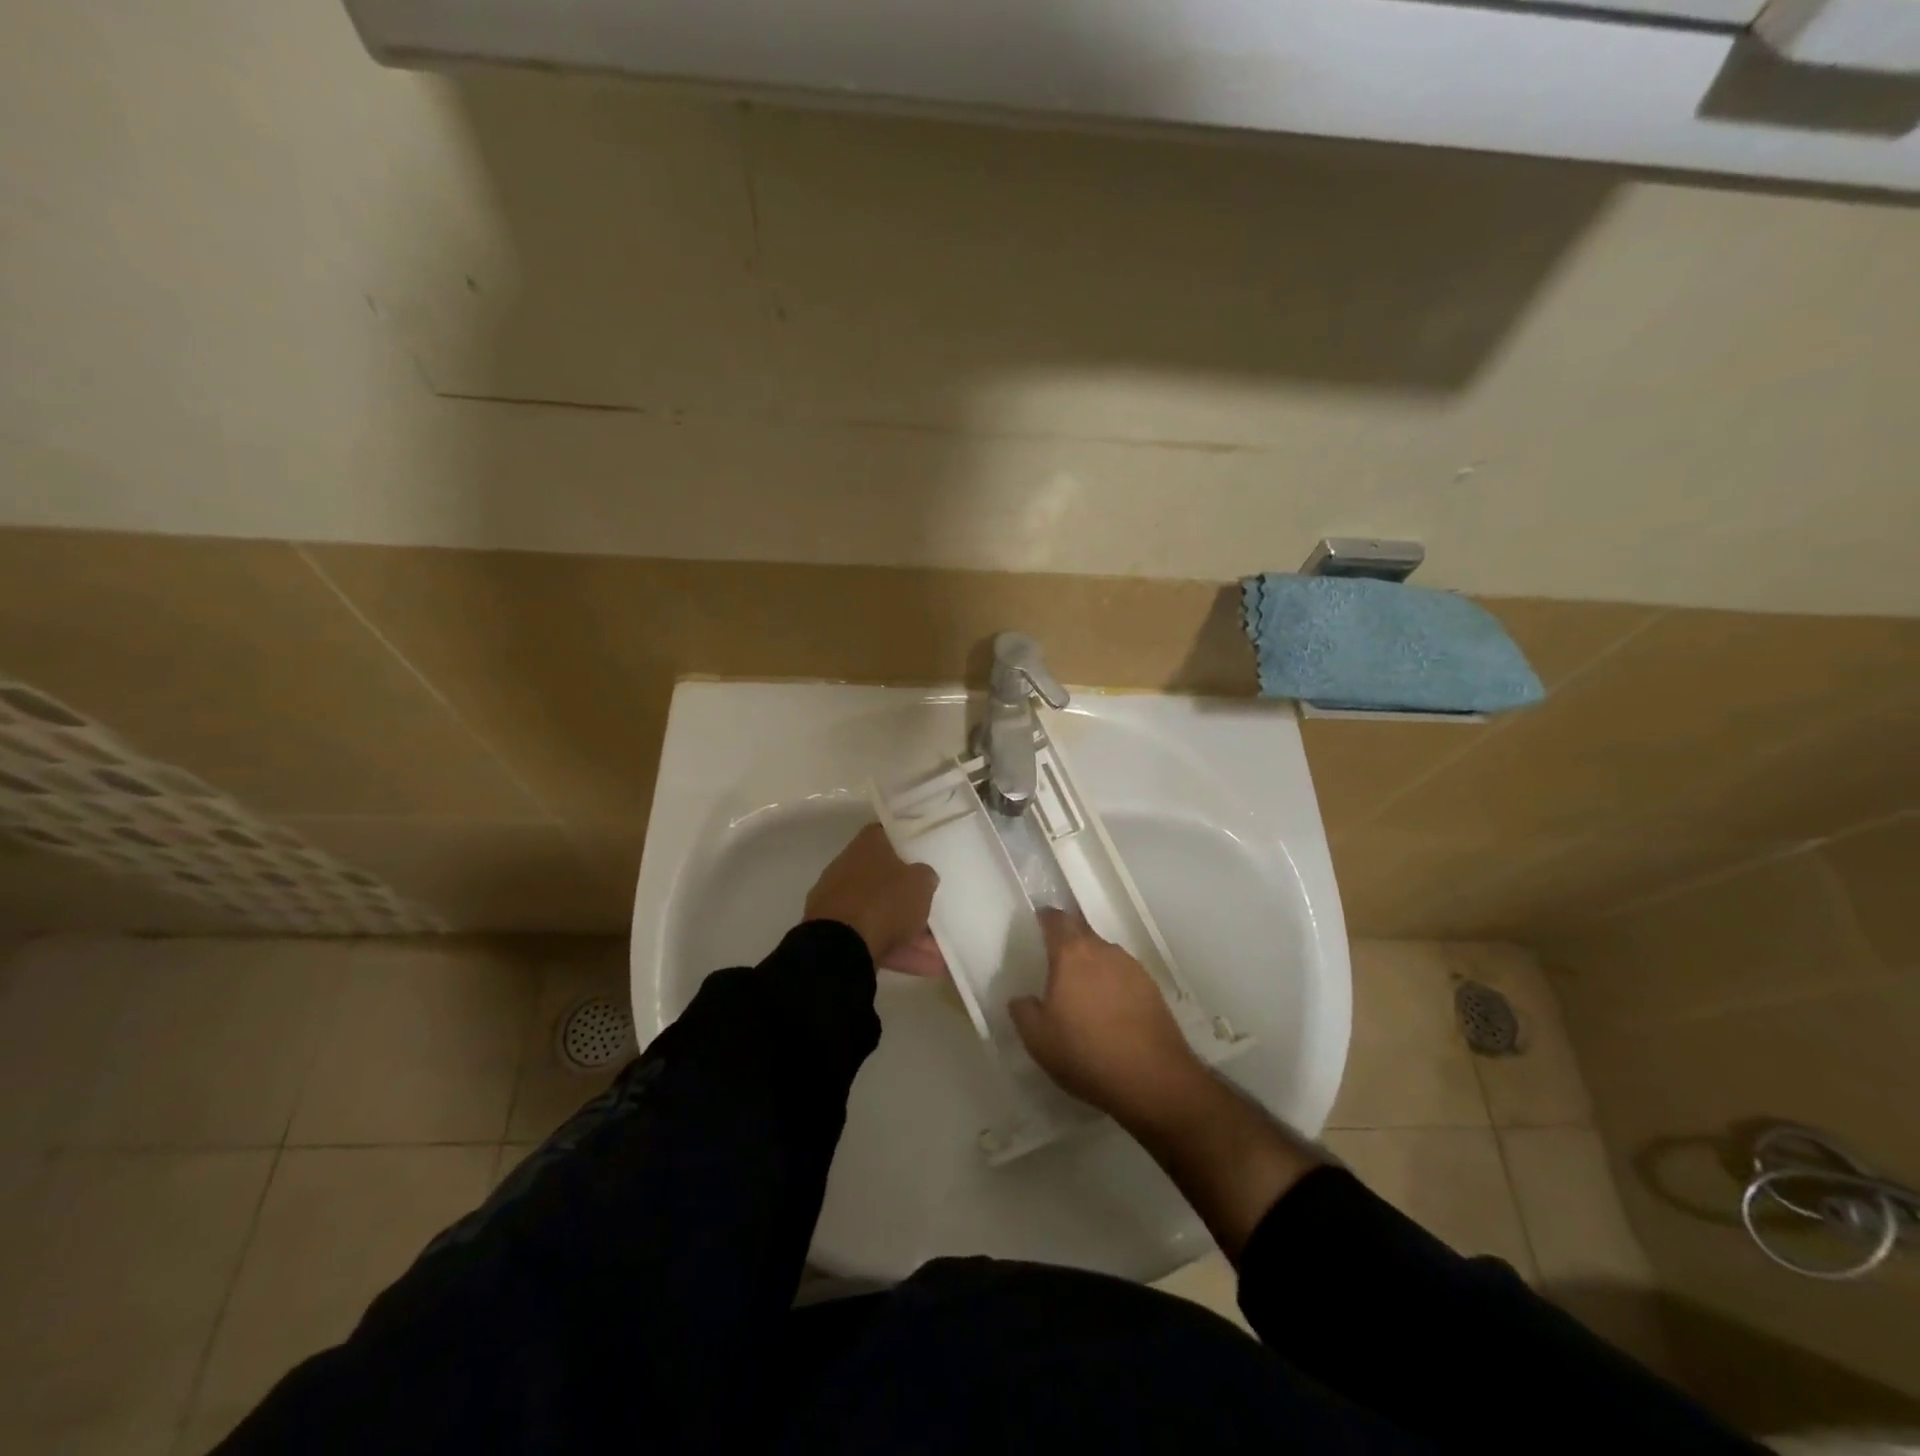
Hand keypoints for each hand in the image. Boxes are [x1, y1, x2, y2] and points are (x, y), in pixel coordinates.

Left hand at [804, 824, 939, 967]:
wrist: (839, 946)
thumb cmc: (884, 901)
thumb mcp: (920, 883)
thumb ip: (925, 875)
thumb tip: (923, 875)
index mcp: (867, 845)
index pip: (889, 835)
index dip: (909, 843)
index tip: (927, 854)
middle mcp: (849, 867)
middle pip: (886, 878)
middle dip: (910, 897)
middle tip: (936, 908)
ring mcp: (839, 901)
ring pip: (882, 913)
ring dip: (910, 931)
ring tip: (940, 952)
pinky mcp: (835, 933)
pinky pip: (874, 938)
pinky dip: (898, 950)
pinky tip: (927, 967)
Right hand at [1009, 909, 1203, 1122]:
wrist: (1152, 1079)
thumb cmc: (1085, 1053)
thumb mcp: (1038, 1039)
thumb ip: (1023, 1011)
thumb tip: (1022, 998)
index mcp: (1071, 954)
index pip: (1056, 920)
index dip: (1045, 918)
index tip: (1038, 923)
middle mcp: (1103, 950)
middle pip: (1082, 932)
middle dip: (1068, 940)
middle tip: (1055, 962)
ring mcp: (1132, 967)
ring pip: (1104, 954)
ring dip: (1092, 964)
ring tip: (1083, 991)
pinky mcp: (1152, 988)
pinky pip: (1124, 975)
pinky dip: (1112, 984)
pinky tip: (1110, 1010)